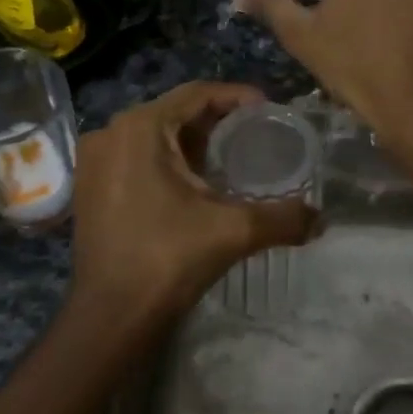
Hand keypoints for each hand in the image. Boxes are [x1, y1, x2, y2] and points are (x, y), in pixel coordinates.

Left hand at [69, 82, 316, 326]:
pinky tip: (196, 183)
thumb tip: (321, 218)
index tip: (270, 110)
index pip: (197, 94)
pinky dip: (168, 160)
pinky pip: (137, 156)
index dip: (237, 97)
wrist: (110, 318)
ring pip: (155, 135)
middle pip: (175, 112)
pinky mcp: (91, 187)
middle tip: (256, 134)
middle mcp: (111, 133)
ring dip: (192, 142)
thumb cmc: (167, 259)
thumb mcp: (233, 232)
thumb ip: (283, 218)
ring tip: (232, 157)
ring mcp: (95, 161)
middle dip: (217, 121)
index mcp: (140, 127)